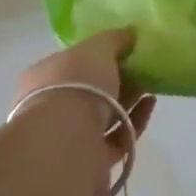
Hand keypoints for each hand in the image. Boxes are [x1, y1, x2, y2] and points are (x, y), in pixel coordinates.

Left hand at [13, 30, 155, 195]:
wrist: (68, 143)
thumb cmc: (75, 85)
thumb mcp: (96, 48)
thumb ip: (114, 39)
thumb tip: (130, 33)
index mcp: (43, 78)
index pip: (70, 63)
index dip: (96, 56)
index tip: (123, 50)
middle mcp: (52, 108)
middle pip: (89, 90)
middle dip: (117, 79)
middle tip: (142, 67)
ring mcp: (70, 138)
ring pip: (104, 116)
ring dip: (128, 100)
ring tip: (152, 84)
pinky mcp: (92, 162)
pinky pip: (118, 138)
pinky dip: (135, 121)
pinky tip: (151, 104)